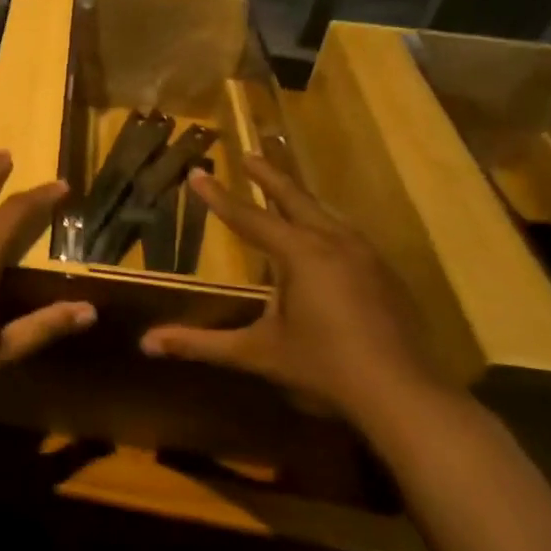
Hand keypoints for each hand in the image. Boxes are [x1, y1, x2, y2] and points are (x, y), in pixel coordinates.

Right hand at [140, 158, 447, 429]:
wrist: (404, 395)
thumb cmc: (323, 368)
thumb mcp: (257, 353)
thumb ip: (202, 344)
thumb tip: (146, 344)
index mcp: (300, 254)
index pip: (248, 218)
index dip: (219, 197)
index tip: (198, 172)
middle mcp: (334, 243)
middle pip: (295, 199)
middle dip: (268, 177)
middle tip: (248, 154)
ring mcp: (366, 256)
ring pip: (327, 214)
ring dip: (301, 199)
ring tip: (286, 193)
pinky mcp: (387, 275)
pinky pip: (348, 235)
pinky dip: (327, 225)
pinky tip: (328, 240)